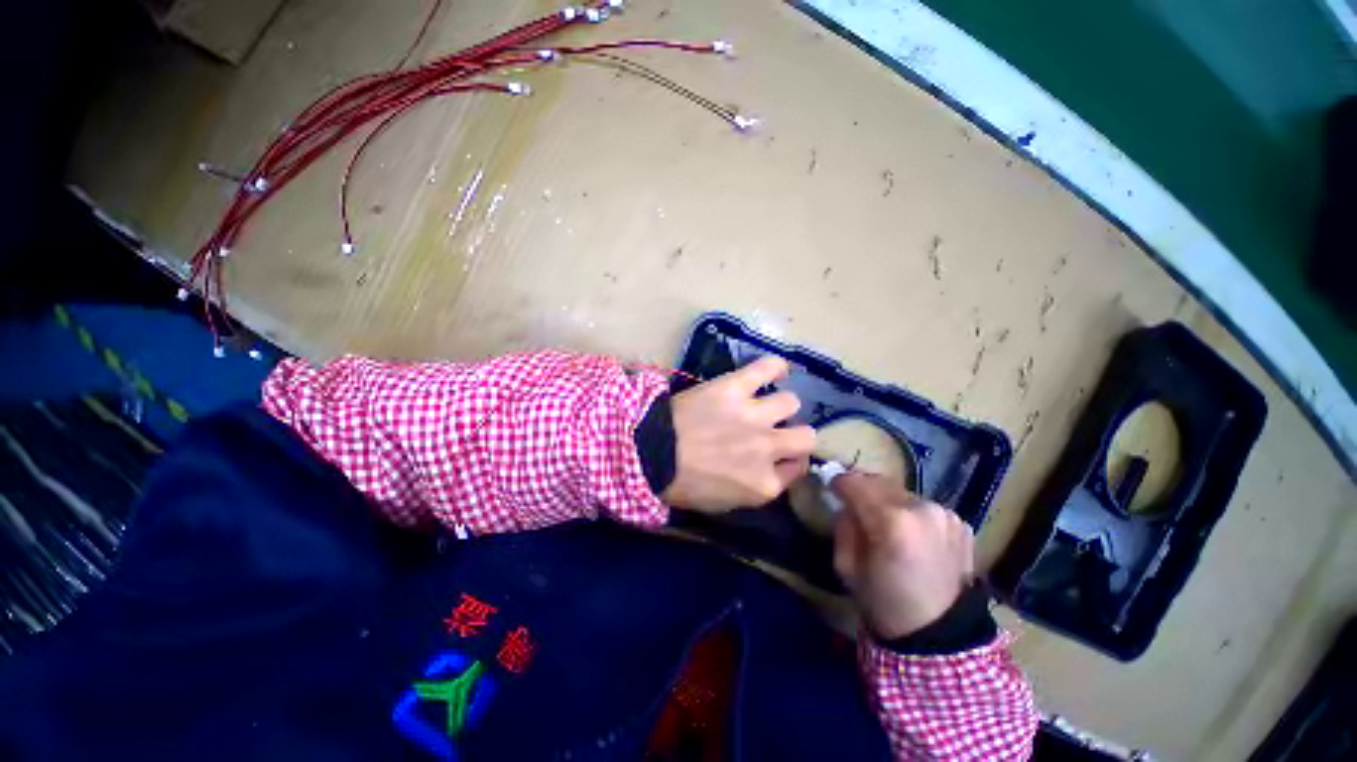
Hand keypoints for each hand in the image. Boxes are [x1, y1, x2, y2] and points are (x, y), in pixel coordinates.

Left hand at [662, 356, 815, 512]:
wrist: (649, 454)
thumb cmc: (682, 484)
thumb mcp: (724, 504)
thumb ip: (755, 489)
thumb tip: (770, 471)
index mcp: (764, 484)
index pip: (798, 469)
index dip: (789, 461)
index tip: (777, 456)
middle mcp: (768, 448)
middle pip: (806, 436)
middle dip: (794, 434)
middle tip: (773, 431)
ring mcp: (753, 416)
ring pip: (790, 402)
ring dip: (780, 405)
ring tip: (764, 404)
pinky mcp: (735, 388)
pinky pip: (768, 368)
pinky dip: (775, 368)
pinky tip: (775, 372)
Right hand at [831, 472, 974, 639]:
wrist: (941, 636)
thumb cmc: (884, 603)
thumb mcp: (846, 566)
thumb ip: (843, 526)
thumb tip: (846, 505)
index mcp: (891, 521)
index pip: (855, 482)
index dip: (839, 484)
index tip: (832, 490)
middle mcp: (921, 508)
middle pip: (879, 482)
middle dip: (863, 490)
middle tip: (854, 505)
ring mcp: (945, 514)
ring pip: (901, 493)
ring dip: (887, 501)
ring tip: (884, 523)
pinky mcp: (960, 523)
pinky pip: (923, 507)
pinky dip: (910, 514)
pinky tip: (910, 537)